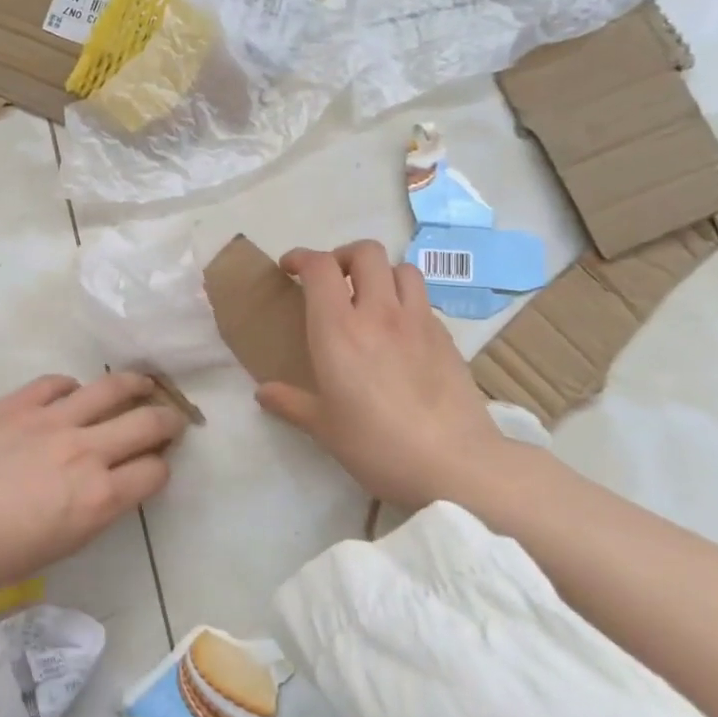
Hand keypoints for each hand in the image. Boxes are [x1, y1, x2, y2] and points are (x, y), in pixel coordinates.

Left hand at [0, 372, 186, 605]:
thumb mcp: (63, 546)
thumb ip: (97, 510)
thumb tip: (113, 483)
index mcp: (99, 497)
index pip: (154, 470)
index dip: (161, 468)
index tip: (156, 465)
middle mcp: (86, 451)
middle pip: (147, 423)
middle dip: (168, 420)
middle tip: (171, 418)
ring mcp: (52, 420)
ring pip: (112, 388)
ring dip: (136, 384)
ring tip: (143, 383)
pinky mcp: (19, 402)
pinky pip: (58, 382)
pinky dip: (72, 387)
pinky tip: (72, 394)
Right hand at [255, 241, 513, 508]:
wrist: (454, 463)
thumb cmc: (376, 445)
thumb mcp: (324, 428)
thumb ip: (291, 403)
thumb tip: (263, 393)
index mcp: (339, 330)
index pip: (320, 267)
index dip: (301, 257)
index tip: (289, 269)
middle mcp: (379, 313)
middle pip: (365, 252)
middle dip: (343, 256)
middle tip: (333, 281)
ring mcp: (418, 321)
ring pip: (401, 268)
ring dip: (381, 273)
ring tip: (370, 299)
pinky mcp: (446, 337)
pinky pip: (423, 301)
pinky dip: (406, 302)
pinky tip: (400, 333)